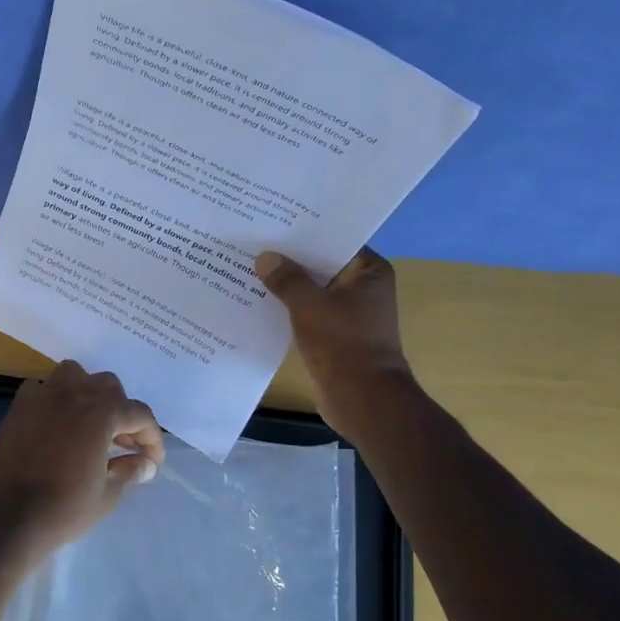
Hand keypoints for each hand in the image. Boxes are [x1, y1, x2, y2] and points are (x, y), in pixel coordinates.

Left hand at [0, 360, 164, 560]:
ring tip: (89, 423)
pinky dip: (54, 399)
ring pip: (73, 375)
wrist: (6, 517)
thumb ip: (129, 472)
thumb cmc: (63, 508)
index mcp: (101, 413)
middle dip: (121, 410)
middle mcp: (73, 394)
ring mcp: (42, 397)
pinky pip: (42, 389)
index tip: (152, 461)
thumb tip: (145, 464)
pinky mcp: (17, 408)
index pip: (139, 414)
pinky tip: (56, 424)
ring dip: (87, 393)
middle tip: (122, 442)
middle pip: (108, 386)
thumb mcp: (107, 495)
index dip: (151, 437)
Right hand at [255, 247, 417, 434]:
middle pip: (321, 266)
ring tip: (249, 269)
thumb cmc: (343, 343)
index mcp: (370, 272)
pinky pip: (308, 314)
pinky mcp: (335, 336)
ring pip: (312, 291)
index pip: (335, 241)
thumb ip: (287, 279)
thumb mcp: (309, 305)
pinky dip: (288, 309)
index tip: (274, 222)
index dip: (305, 233)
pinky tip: (258, 302)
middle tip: (254, 242)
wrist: (362, 399)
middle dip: (290, 259)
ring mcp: (350, 314)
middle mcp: (363, 288)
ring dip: (287, 286)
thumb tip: (265, 257)